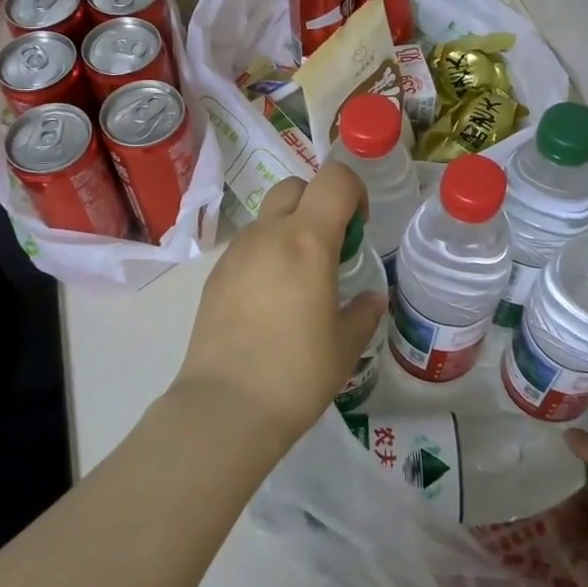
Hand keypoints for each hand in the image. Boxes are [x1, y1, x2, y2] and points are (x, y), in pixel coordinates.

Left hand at [172, 165, 387, 451]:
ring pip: (268, 216)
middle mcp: (269, 235)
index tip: (358, 229)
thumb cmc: (297, 374)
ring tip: (298, 280)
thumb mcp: (346, 345)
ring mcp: (236, 253)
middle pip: (295, 187)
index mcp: (308, 241)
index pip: (335, 179)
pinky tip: (269, 301)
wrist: (226, 407)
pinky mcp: (215, 275)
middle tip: (330, 247)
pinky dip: (265, 254)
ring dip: (289, 229)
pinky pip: (247, 246)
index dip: (354, 191)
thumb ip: (364, 312)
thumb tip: (371, 299)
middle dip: (318, 203)